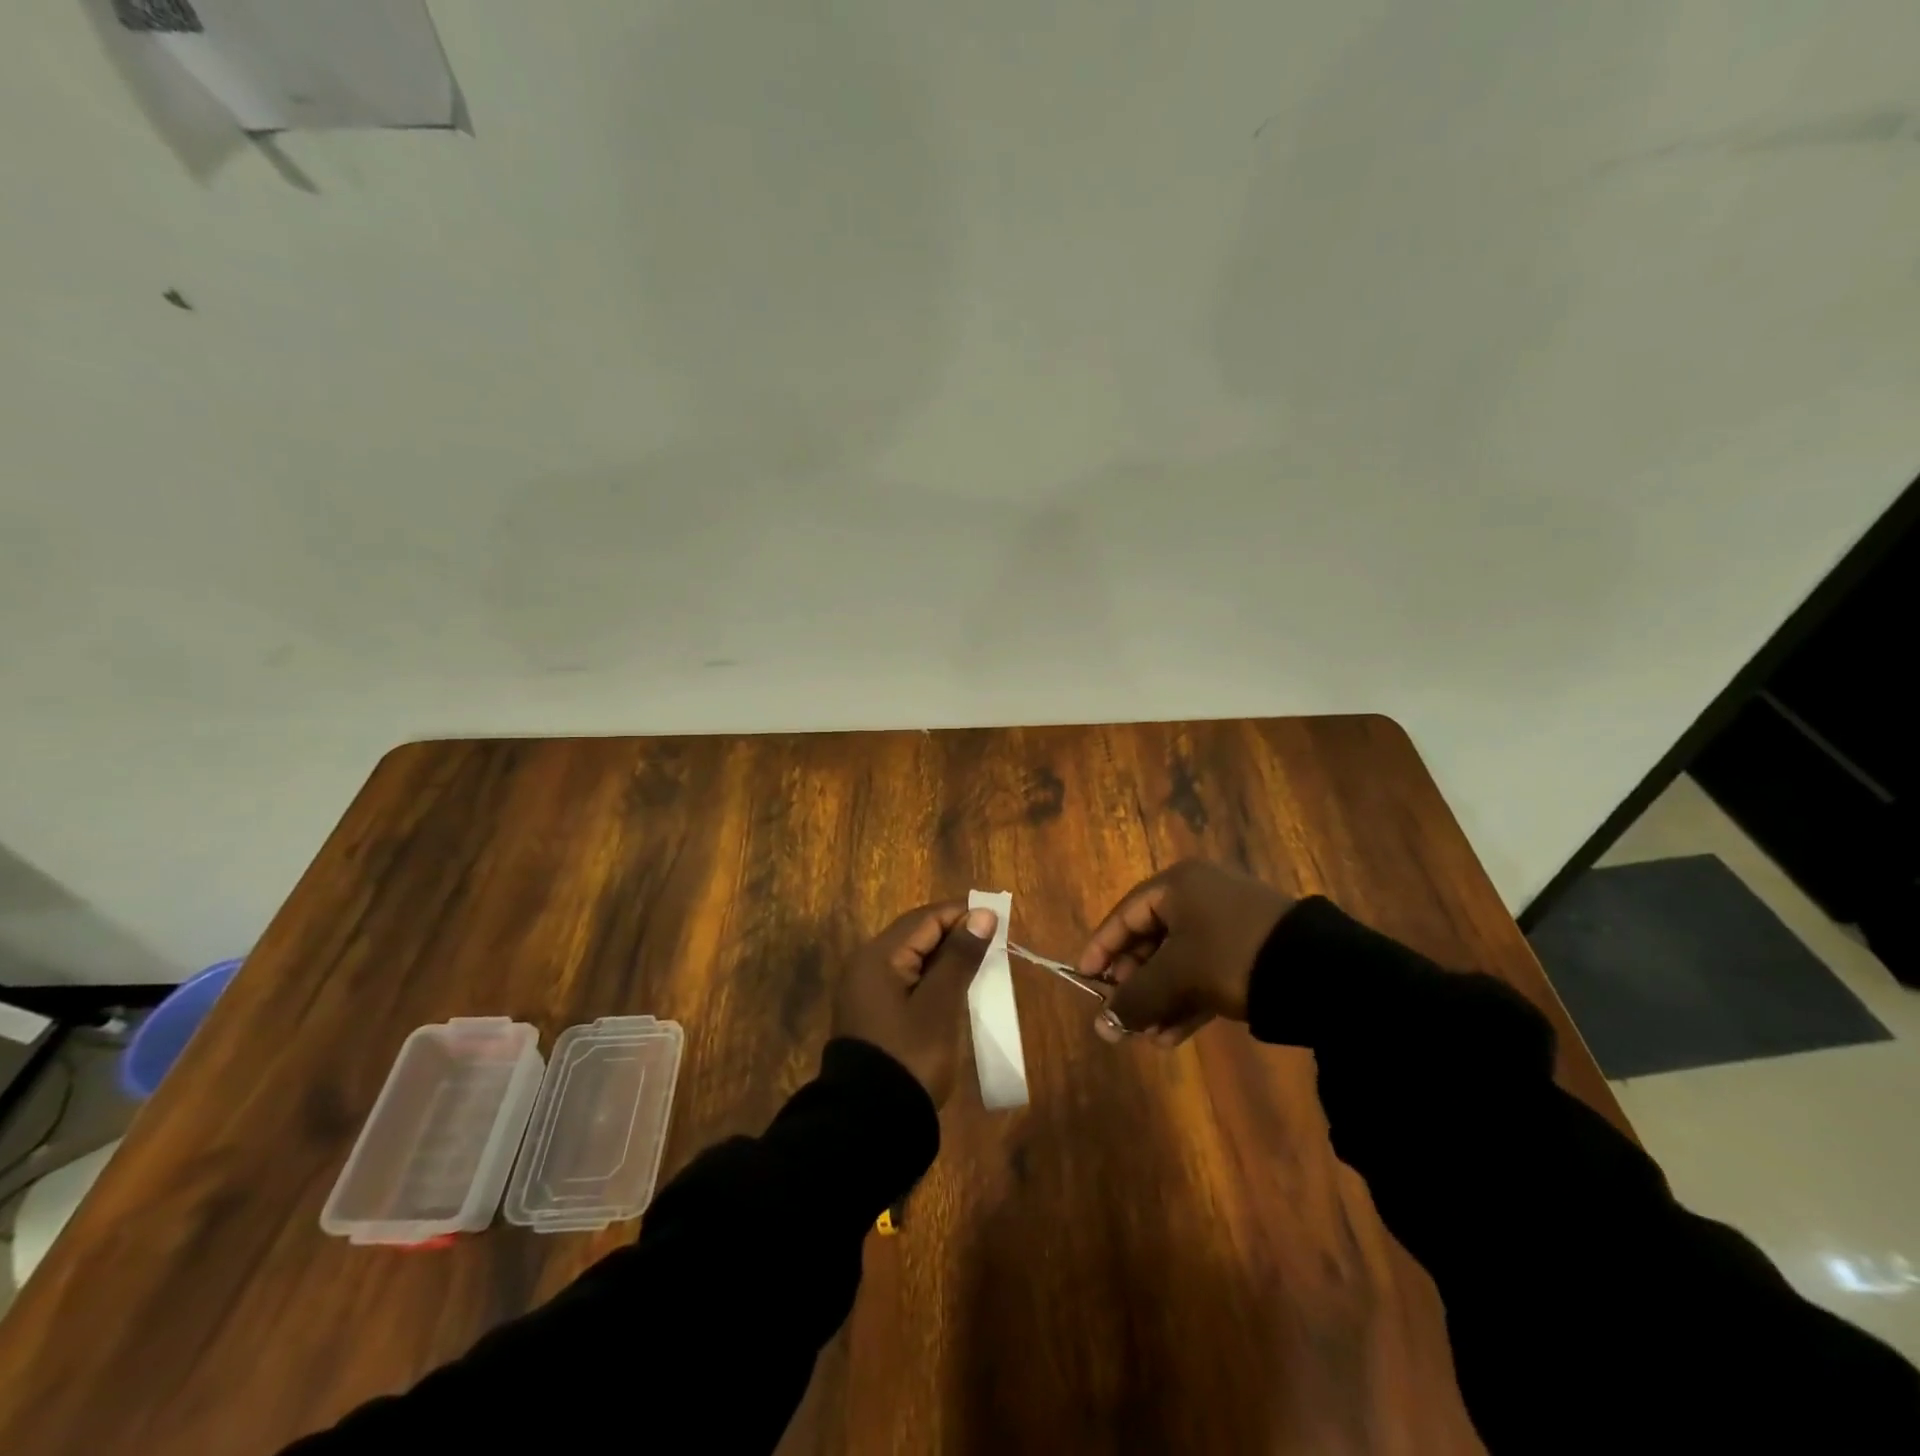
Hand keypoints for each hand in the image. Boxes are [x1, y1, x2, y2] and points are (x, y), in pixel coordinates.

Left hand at [833, 901, 998, 1104]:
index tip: (1000, 920)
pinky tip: (956, 987)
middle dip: (955, 933)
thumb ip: (960, 957)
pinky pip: (906, 978)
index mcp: (878, 956)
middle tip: (995, 942)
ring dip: (946, 956)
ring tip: (982, 963)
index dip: (963, 914)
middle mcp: (866, 964)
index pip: (926, 918)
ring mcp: (866, 989)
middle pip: (917, 934)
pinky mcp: (873, 1011)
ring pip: (912, 956)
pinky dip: (933, 977)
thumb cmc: (910, 1055)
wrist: (870, 1122)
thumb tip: (982, 915)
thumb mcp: (941, 1005)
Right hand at [1078, 861, 1293, 1046]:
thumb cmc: (1230, 955)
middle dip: (1135, 983)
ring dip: (1160, 999)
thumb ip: (1135, 998)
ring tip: (1147, 1036)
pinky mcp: (1250, 950)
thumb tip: (1100, 1028)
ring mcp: (1228, 923)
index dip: (1101, 948)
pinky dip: (1187, 1000)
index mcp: (1178, 885)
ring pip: (1179, 961)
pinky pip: (1205, 972)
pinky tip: (1172, 1036)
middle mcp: (1200, 896)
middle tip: (1121, 1014)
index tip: (1084, 979)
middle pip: (1152, 939)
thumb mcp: (1176, 976)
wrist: (1318, 971)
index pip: (1125, 915)